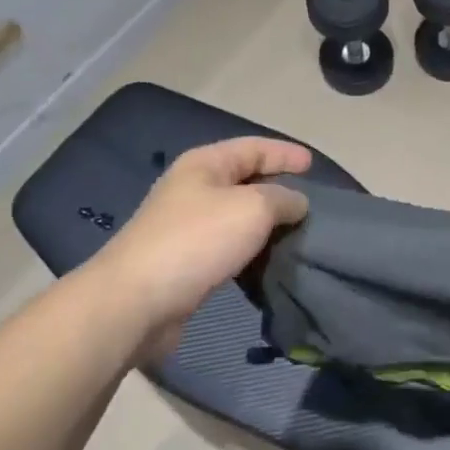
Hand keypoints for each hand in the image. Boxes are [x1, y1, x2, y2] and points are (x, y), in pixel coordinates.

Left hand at [88, 137, 310, 359]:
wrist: (136, 301)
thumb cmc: (197, 241)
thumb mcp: (253, 208)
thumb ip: (282, 199)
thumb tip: (297, 203)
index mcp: (205, 164)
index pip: (253, 147)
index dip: (285, 153)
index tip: (314, 165)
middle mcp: (193, 188)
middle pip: (245, 179)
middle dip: (278, 187)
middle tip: (311, 201)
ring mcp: (186, 225)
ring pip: (237, 215)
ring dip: (266, 222)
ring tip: (298, 233)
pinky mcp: (185, 261)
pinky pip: (228, 245)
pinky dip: (251, 249)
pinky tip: (269, 260)